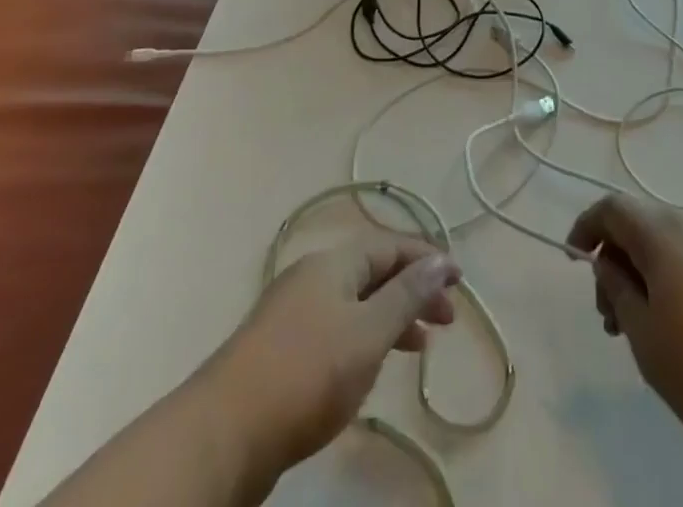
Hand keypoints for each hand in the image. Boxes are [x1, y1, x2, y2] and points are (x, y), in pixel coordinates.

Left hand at [204, 236, 461, 486]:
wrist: (222, 435)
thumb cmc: (306, 374)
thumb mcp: (368, 333)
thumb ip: (407, 296)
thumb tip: (442, 259)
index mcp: (333, 262)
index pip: (390, 246)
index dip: (427, 259)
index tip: (460, 281)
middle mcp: (312, 277)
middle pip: (373, 273)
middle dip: (412, 291)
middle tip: (445, 322)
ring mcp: (290, 314)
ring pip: (354, 304)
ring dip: (390, 318)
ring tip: (417, 348)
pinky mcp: (278, 351)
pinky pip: (334, 330)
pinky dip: (362, 340)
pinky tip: (368, 369)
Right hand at [568, 196, 682, 455]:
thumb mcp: (642, 331)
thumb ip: (617, 288)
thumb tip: (607, 262)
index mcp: (660, 232)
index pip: (612, 208)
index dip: (586, 226)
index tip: (573, 259)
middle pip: (637, 225)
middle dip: (614, 260)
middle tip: (607, 314)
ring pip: (663, 244)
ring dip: (640, 273)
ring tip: (635, 328)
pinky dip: (666, 278)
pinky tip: (670, 325)